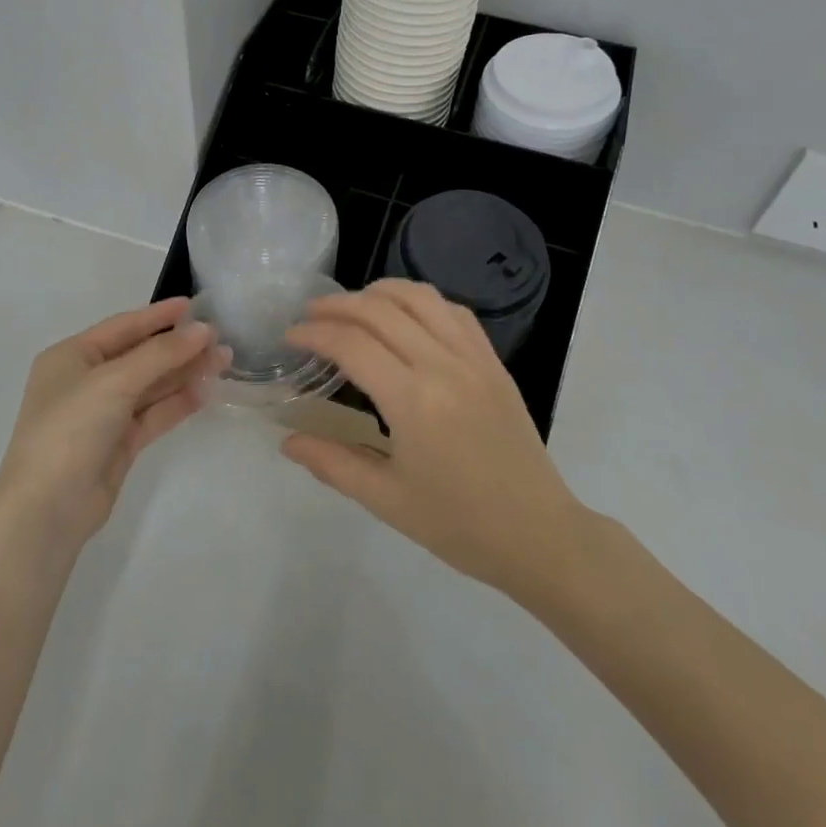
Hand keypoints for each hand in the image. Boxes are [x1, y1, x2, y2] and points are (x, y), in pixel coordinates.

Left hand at [0, 299, 227, 549]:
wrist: (47, 508)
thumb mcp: (115, 382)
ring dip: (184, 373)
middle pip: (140, 356)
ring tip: (224, 361)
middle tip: (220, 339)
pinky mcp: (120, 443)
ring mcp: (103, 414)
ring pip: (151, 386)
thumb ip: (161, 354)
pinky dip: (179, 402)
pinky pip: (154, 413)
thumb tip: (204, 330)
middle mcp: (86, 381)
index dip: (158, 316)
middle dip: (179, 347)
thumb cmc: (71, 428)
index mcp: (71, 357)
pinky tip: (207, 391)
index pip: (122, 327)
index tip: (193, 305)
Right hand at [282, 279, 583, 603]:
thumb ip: (332, 463)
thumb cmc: (458, 524)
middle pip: (381, 309)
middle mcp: (443, 365)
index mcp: (413, 401)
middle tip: (310, 315)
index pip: (352, 343)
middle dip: (337, 304)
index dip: (314, 332)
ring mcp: (474, 358)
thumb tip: (287, 440)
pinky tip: (405, 317)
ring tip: (353, 306)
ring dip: (379, 292)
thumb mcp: (385, 499)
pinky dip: (421, 302)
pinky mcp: (494, 362)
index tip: (290, 336)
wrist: (538, 534)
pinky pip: (454, 312)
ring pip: (420, 298)